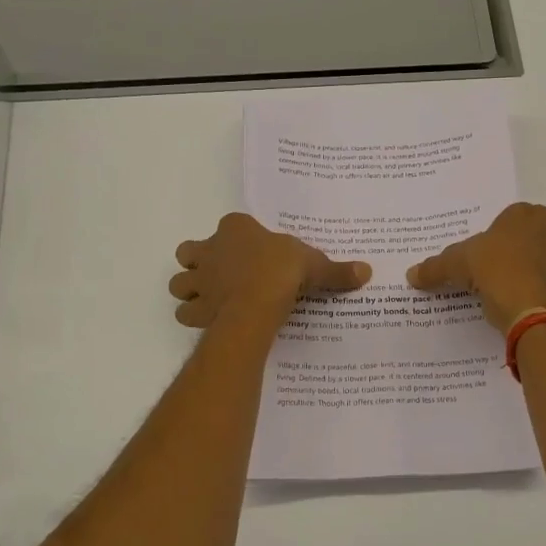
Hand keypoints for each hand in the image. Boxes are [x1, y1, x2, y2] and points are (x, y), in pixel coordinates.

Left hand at [170, 213, 369, 329]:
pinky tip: (210, 320)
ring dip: (190, 288)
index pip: (230, 225)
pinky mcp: (196, 307)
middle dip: (199, 261)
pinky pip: (185, 311)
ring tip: (210, 298)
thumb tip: (366, 272)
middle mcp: (211, 249)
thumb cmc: (283, 271)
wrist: (257, 301)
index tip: (252, 252)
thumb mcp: (316, 265)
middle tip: (220, 274)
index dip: (237, 238)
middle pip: (190, 251)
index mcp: (236, 228)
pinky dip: (194, 315)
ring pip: (179, 281)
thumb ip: (336, 270)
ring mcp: (199, 278)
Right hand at [407, 202, 545, 331]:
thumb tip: (411, 274)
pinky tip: (524, 304)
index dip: (522, 222)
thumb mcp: (454, 264)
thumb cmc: (491, 268)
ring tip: (517, 284)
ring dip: (542, 271)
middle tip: (511, 258)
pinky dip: (543, 296)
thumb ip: (434, 267)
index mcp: (524, 219)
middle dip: (535, 245)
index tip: (506, 235)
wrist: (525, 306)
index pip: (534, 211)